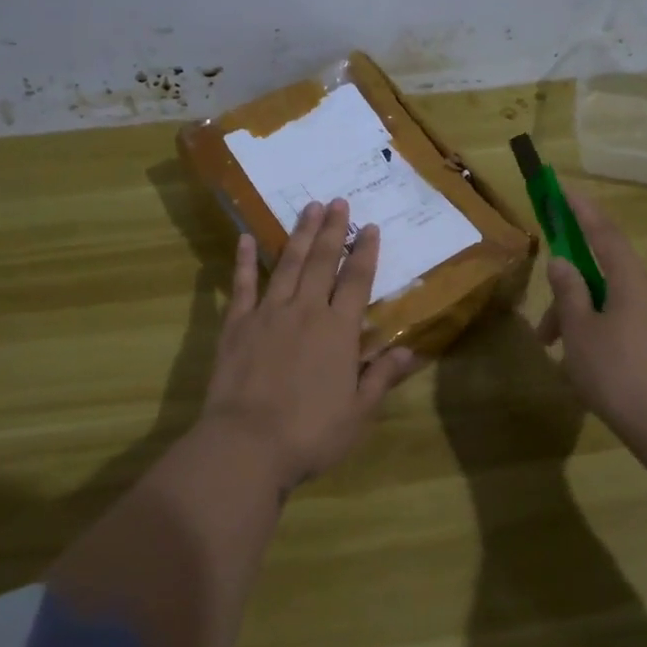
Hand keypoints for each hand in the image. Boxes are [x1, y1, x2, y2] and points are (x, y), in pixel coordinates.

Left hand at [199, 199, 418, 491]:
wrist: (247, 445)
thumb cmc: (310, 433)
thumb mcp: (358, 412)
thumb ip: (381, 376)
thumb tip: (410, 350)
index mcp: (338, 330)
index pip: (356, 281)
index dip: (364, 252)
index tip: (370, 227)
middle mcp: (305, 311)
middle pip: (321, 262)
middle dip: (332, 230)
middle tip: (338, 201)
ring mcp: (268, 314)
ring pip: (287, 264)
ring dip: (299, 234)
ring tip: (309, 208)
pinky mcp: (236, 325)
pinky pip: (242, 285)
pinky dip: (244, 261)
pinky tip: (245, 238)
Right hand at [536, 190, 646, 476]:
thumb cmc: (620, 374)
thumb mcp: (581, 332)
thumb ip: (569, 292)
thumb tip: (562, 262)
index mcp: (631, 281)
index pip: (604, 233)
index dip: (582, 211)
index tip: (564, 190)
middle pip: (603, 275)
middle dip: (568, 292)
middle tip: (542, 329)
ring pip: (610, 305)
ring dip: (578, 319)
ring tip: (555, 353)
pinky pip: (622, 326)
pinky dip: (596, 334)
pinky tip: (581, 366)